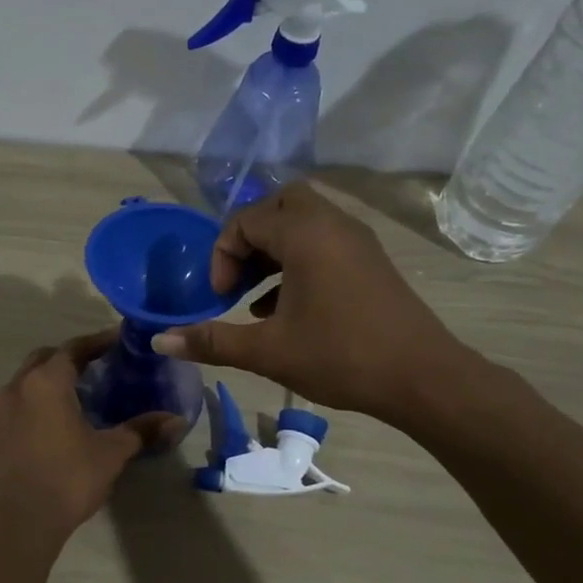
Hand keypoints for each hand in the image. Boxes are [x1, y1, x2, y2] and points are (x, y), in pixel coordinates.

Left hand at [0, 332, 182, 539]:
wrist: (12, 523)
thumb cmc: (66, 478)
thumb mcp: (110, 454)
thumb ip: (141, 431)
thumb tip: (177, 420)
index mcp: (47, 383)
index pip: (73, 348)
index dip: (97, 342)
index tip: (116, 340)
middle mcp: (15, 390)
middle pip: (42, 360)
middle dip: (66, 359)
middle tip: (92, 369)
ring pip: (21, 388)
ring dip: (44, 388)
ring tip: (69, 403)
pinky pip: (8, 416)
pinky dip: (28, 415)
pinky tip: (43, 437)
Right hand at [151, 183, 485, 428]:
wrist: (423, 378)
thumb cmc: (341, 357)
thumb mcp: (268, 351)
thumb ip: (212, 341)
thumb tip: (159, 340)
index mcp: (306, 234)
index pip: (246, 220)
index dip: (222, 255)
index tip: (221, 297)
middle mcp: (333, 224)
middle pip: (280, 204)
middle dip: (249, 237)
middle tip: (238, 276)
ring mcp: (357, 241)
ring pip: (304, 223)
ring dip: (273, 250)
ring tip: (254, 294)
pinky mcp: (370, 261)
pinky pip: (324, 243)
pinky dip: (298, 261)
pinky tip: (284, 307)